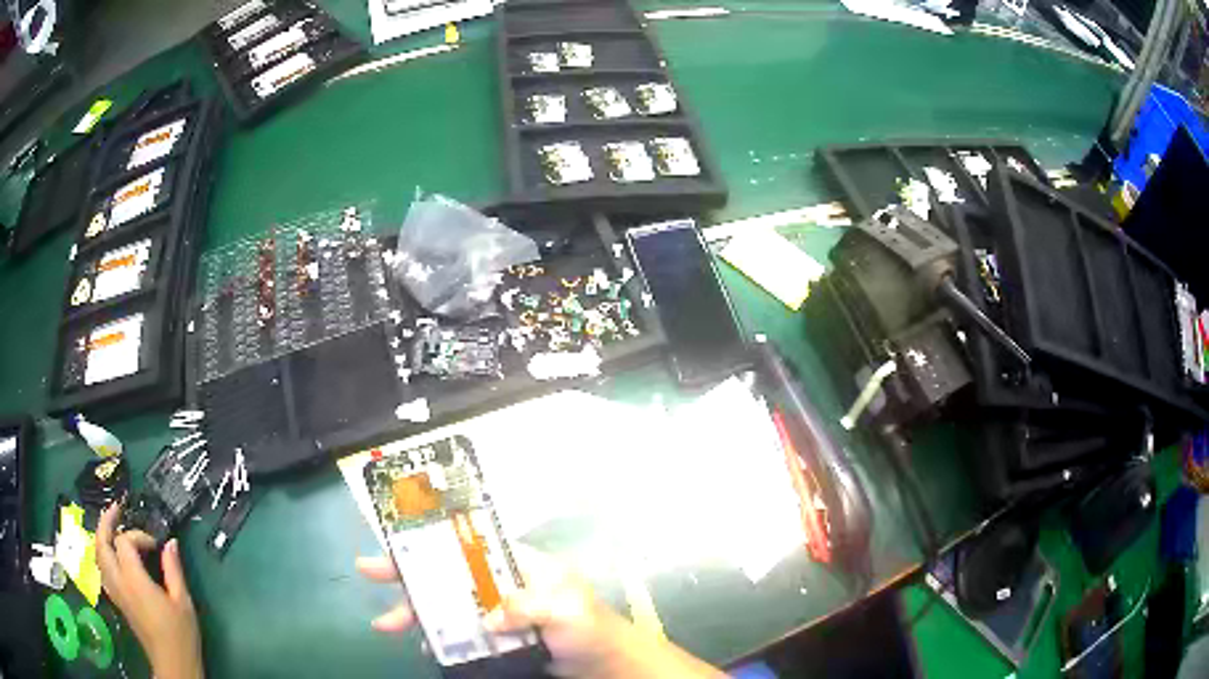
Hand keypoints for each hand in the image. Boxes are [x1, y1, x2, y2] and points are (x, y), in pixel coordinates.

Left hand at [96, 503, 202, 678]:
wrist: (173, 665)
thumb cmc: (180, 635)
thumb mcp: (183, 602)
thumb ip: (173, 570)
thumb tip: (171, 542)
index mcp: (134, 580)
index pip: (125, 542)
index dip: (138, 536)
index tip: (157, 546)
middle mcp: (119, 582)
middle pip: (101, 543)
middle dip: (106, 522)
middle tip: (116, 508)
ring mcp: (115, 592)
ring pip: (98, 556)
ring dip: (102, 537)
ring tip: (111, 527)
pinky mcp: (117, 601)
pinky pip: (102, 570)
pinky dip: (103, 556)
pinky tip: (112, 557)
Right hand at [357, 548, 722, 678]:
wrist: (606, 664)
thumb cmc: (591, 628)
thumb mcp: (566, 610)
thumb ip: (527, 606)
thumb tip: (488, 616)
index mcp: (518, 564)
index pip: (467, 543)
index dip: (431, 540)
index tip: (396, 540)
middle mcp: (501, 583)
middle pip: (448, 573)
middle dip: (409, 575)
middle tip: (368, 573)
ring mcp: (496, 611)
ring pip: (448, 605)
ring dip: (417, 612)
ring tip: (387, 625)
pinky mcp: (496, 638)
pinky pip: (460, 633)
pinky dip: (439, 638)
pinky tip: (424, 646)